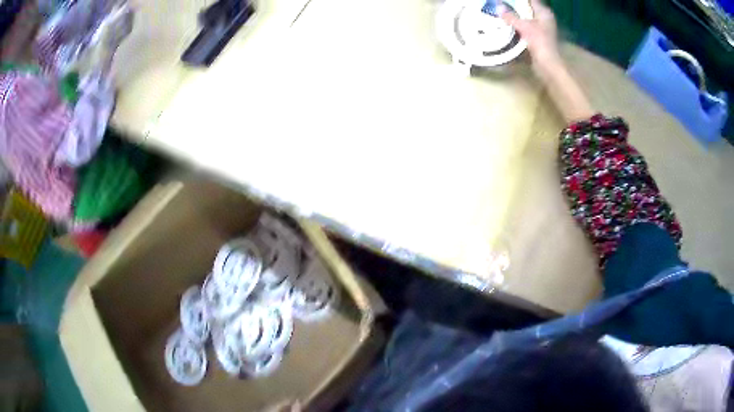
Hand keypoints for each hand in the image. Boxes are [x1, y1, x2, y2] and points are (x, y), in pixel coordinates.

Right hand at [501, 0, 561, 77]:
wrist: (547, 64)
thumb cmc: (539, 42)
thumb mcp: (523, 26)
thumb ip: (510, 16)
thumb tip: (498, 7)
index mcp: (544, 12)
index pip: (531, 0)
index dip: (519, 0)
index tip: (508, 0)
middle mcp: (544, 18)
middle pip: (527, 8)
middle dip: (515, 6)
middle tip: (502, 4)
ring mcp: (541, 28)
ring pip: (526, 17)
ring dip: (515, 16)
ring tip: (502, 12)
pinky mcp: (537, 37)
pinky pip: (525, 26)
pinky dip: (517, 25)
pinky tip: (508, 24)